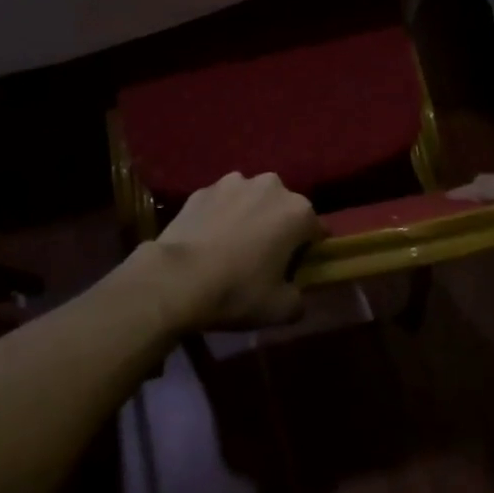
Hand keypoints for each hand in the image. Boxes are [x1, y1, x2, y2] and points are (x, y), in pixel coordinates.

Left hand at [145, 172, 320, 331]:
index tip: (297, 269)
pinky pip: (222, 203)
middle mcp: (270, 186)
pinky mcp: (203, 189)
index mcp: (297, 211)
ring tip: (232, 246)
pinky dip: (221, 216)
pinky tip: (208, 240)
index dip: (309, 250)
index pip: (316, 229)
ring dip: (249, 216)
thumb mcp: (281, 310)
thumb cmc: (237, 291)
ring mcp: (233, 182)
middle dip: (278, 227)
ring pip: (251, 200)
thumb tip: (295, 292)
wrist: (177, 278)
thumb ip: (299, 298)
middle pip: (283, 208)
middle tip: (264, 258)